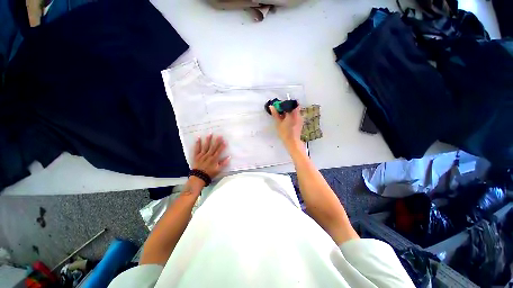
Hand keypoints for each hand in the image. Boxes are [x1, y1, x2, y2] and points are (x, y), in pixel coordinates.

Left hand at [192, 134, 229, 178]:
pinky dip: (197, 143)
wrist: (198, 177)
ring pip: (205, 146)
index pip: (219, 151)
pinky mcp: (196, 156)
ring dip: (208, 140)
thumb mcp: (218, 170)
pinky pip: (197, 148)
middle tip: (219, 135)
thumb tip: (229, 157)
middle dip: (217, 141)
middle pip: (213, 147)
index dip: (222, 146)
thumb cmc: (209, 174)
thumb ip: (223, 163)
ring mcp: (202, 155)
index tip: (225, 140)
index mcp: (214, 159)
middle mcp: (208, 155)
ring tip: (210, 134)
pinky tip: (198, 138)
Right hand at [270, 106, 303, 150]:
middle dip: (286, 108)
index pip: (290, 103)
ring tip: (282, 117)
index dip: (284, 104)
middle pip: (293, 107)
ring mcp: (300, 118)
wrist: (292, 142)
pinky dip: (291, 116)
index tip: (279, 107)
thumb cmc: (285, 132)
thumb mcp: (278, 123)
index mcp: (293, 113)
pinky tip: (286, 121)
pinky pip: (296, 116)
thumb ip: (275, 114)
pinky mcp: (300, 122)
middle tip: (280, 111)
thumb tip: (271, 106)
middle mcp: (298, 114)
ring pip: (295, 111)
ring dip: (289, 112)